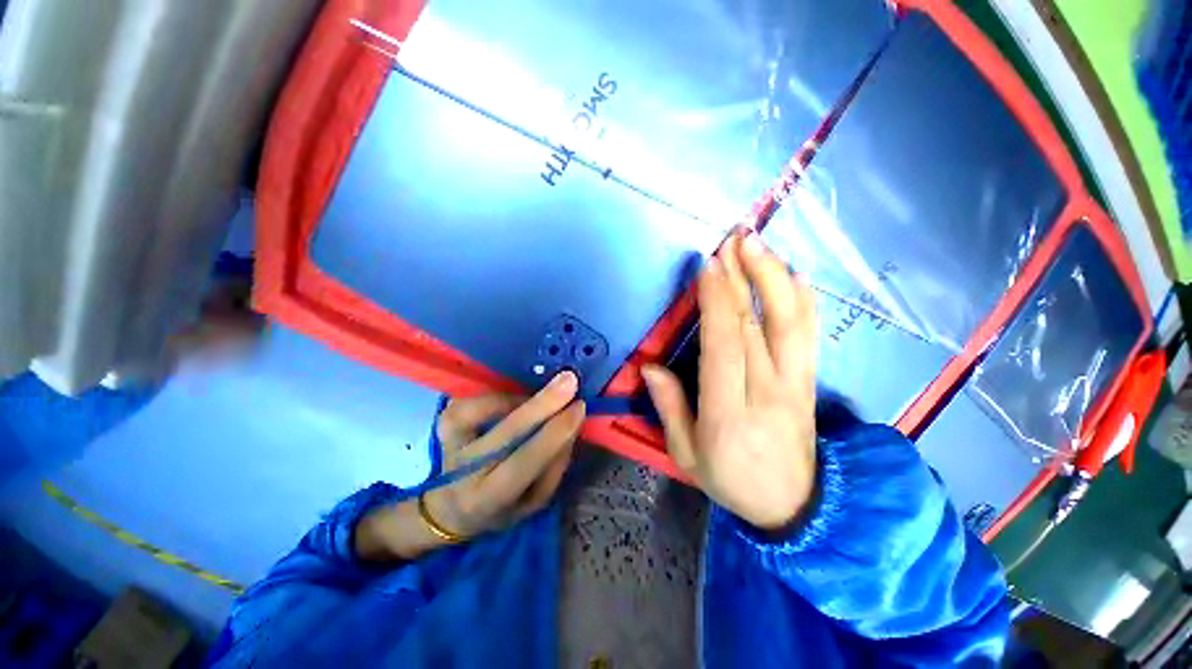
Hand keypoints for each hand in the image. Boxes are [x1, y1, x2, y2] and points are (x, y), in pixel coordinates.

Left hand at [356, 371, 585, 560]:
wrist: (450, 507)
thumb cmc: (501, 506)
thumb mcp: (534, 501)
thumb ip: (555, 466)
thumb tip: (570, 422)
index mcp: (490, 498)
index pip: (524, 463)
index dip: (553, 433)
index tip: (579, 407)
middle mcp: (463, 471)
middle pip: (505, 432)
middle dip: (541, 404)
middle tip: (569, 380)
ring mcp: (448, 442)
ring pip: (483, 409)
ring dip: (520, 398)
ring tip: (540, 399)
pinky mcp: (443, 422)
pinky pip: (472, 400)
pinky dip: (498, 395)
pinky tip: (514, 399)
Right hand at [642, 231, 817, 530]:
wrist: (793, 506)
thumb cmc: (730, 480)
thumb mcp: (686, 455)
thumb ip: (669, 408)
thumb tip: (650, 366)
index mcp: (727, 412)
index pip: (725, 346)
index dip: (718, 302)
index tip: (708, 266)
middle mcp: (766, 391)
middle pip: (757, 325)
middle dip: (743, 276)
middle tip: (732, 239)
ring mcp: (795, 384)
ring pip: (790, 322)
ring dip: (774, 278)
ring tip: (758, 245)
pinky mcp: (810, 382)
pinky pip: (809, 334)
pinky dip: (802, 299)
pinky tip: (792, 274)